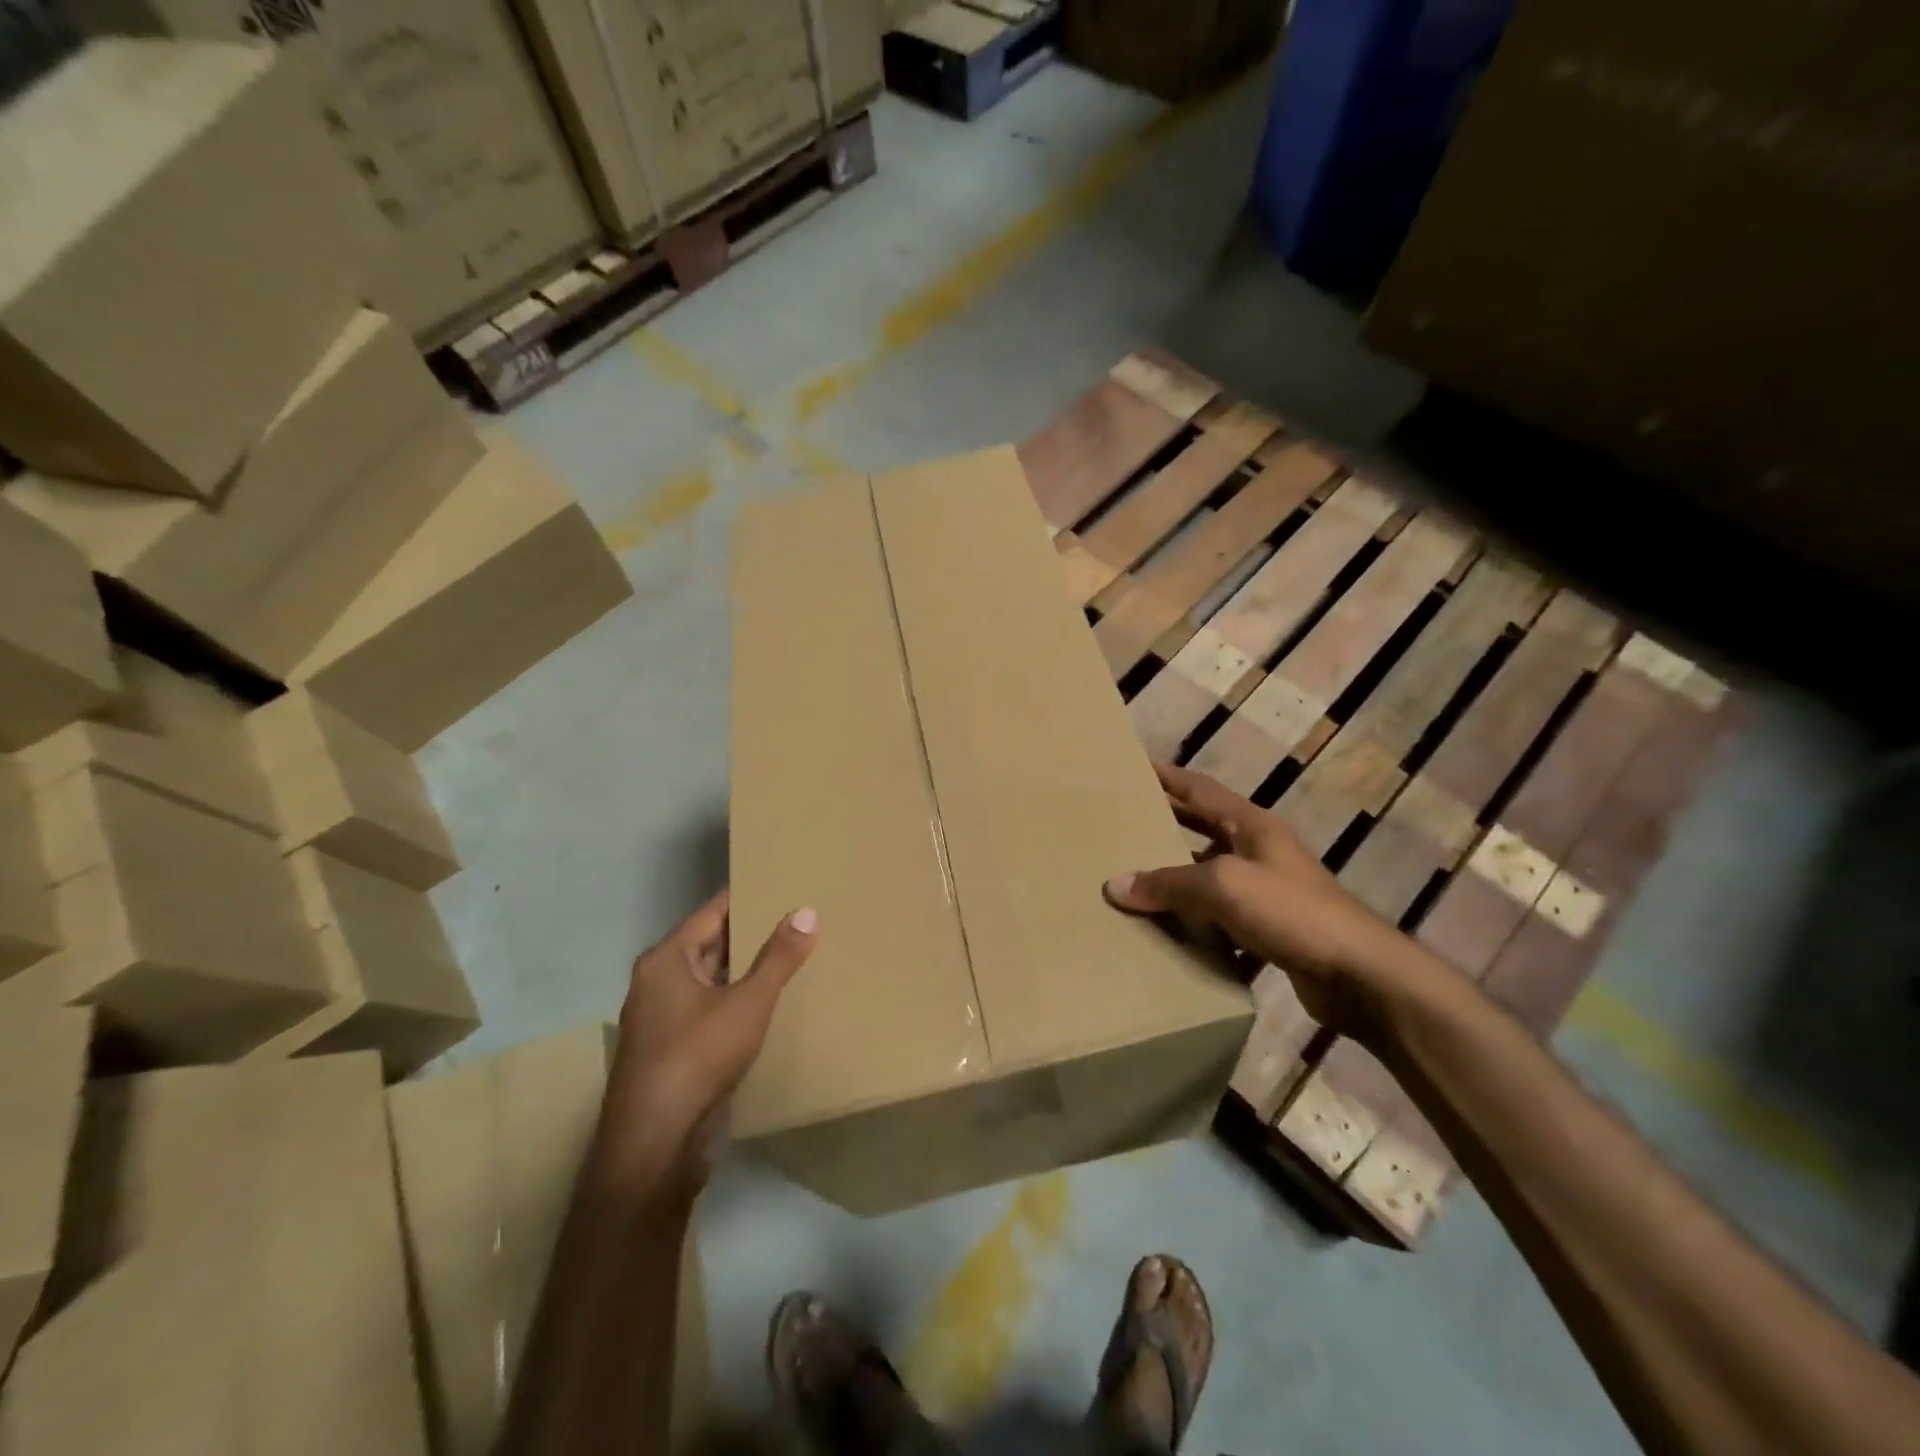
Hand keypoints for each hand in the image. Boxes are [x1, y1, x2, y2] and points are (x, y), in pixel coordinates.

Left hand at [599, 889, 817, 1196]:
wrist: (656, 1145)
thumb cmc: (697, 1057)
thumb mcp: (748, 1002)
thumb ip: (778, 957)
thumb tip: (806, 910)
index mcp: (666, 960)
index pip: (713, 912)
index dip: (748, 895)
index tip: (783, 881)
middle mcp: (659, 982)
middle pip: (713, 943)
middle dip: (753, 932)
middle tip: (799, 914)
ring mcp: (664, 1019)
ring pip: (714, 979)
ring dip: (748, 969)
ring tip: (796, 952)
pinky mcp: (676, 1051)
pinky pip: (713, 1009)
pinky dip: (741, 1000)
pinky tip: (775, 1001)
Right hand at [1104, 763, 1429, 1037]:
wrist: (1359, 975)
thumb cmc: (1291, 911)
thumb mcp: (1223, 886)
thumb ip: (1169, 883)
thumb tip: (1116, 886)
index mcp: (1251, 826)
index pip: (1200, 789)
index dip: (1167, 777)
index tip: (1133, 767)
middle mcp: (1259, 851)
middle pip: (1203, 828)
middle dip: (1166, 823)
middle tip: (1121, 821)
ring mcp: (1267, 891)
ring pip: (1209, 874)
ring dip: (1176, 876)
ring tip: (1132, 877)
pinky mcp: (1270, 929)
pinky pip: (1219, 916)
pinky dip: (1194, 919)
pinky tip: (1166, 929)